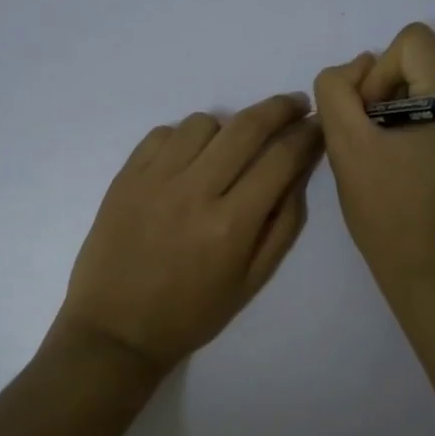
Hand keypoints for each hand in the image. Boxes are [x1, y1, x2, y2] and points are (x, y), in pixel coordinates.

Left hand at [53, 93, 323, 376]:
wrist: (116, 330)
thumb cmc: (191, 314)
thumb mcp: (252, 281)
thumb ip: (282, 224)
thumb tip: (298, 171)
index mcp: (231, 224)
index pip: (281, 159)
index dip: (307, 135)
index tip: (318, 125)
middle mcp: (194, 191)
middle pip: (246, 126)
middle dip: (280, 108)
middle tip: (295, 105)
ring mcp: (154, 179)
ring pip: (203, 122)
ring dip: (228, 126)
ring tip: (231, 146)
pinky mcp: (125, 176)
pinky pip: (163, 133)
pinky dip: (184, 137)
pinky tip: (188, 160)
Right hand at [315, 23, 434, 299]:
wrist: (429, 276)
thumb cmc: (386, 212)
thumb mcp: (345, 145)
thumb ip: (338, 89)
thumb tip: (360, 66)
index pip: (413, 42)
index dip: (379, 74)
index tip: (370, 121)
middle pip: (424, 66)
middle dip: (388, 97)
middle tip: (374, 145)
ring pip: (433, 92)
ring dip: (402, 115)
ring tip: (390, 161)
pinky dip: (422, 132)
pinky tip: (410, 171)